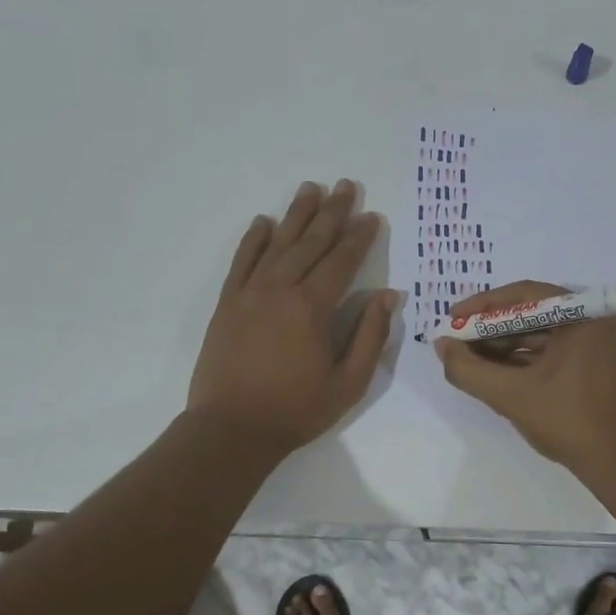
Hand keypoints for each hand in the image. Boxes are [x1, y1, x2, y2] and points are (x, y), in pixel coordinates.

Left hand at [188, 180, 398, 454]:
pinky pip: (242, 262)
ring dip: (296, 215)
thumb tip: (388, 296)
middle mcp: (280, 290)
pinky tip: (263, 222)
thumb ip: (369, 336)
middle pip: (310, 242)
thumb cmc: (296, 410)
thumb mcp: (348, 383)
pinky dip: (253, 240)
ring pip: (277, 244)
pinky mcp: (227, 304)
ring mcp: (249, 294)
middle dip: (331, 213)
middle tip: (346, 185)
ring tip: (310, 188)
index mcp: (312, 308)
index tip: (372, 216)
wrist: (231, 429)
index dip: (359, 237)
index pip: (342, 261)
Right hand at [434, 280, 615, 473]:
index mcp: (585, 315)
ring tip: (469, 358)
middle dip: (491, 329)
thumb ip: (469, 369)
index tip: (452, 318)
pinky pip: (554, 351)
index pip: (524, 295)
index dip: (483, 306)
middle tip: (457, 341)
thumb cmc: (570, 422)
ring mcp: (600, 342)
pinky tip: (495, 371)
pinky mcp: (598, 364)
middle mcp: (596, 319)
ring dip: (505, 346)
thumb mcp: (511, 395)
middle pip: (532, 313)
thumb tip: (442, 346)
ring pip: (542, 334)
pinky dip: (525, 360)